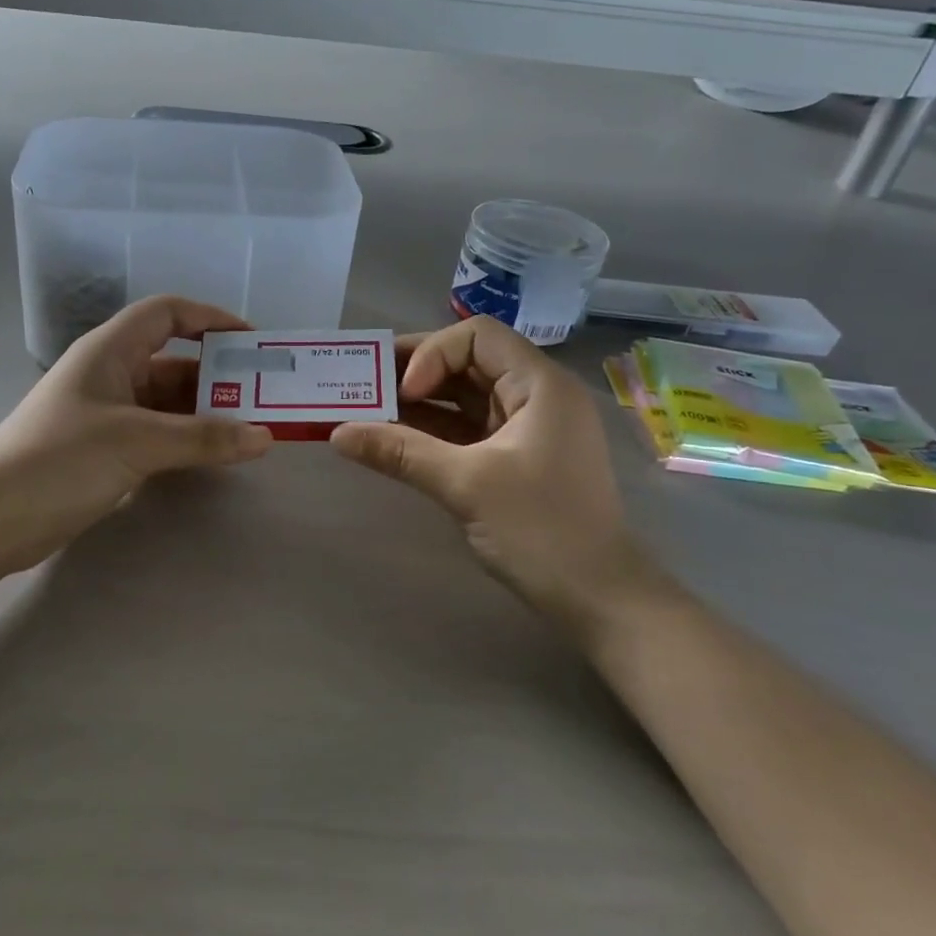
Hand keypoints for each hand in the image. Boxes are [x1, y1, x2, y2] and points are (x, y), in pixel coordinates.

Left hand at [0, 297, 272, 574]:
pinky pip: (157, 433)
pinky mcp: (105, 450)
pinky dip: (186, 439)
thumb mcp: (137, 442)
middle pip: (173, 360)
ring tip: (249, 428)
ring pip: (167, 402)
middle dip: (218, 375)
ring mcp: (106, 414)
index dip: (210, 318)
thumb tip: (265, 437)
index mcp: (110, 351)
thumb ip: (203, 439)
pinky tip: (214, 454)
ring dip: (205, 412)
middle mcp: (110, 374)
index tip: (251, 341)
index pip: (167, 313)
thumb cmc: (61, 459)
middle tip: (263, 395)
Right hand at [331, 316, 655, 639]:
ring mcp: (525, 429)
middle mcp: (534, 397)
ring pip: (463, 398)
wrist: (598, 598)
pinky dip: (431, 432)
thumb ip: (400, 452)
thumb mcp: (465, 484)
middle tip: (364, 386)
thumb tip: (337, 433)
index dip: (433, 353)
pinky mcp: (513, 459)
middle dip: (414, 372)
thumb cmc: (540, 530)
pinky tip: (392, 439)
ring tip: (366, 411)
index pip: (477, 337)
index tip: (404, 392)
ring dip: (417, 403)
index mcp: (539, 385)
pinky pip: (465, 430)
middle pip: (467, 362)